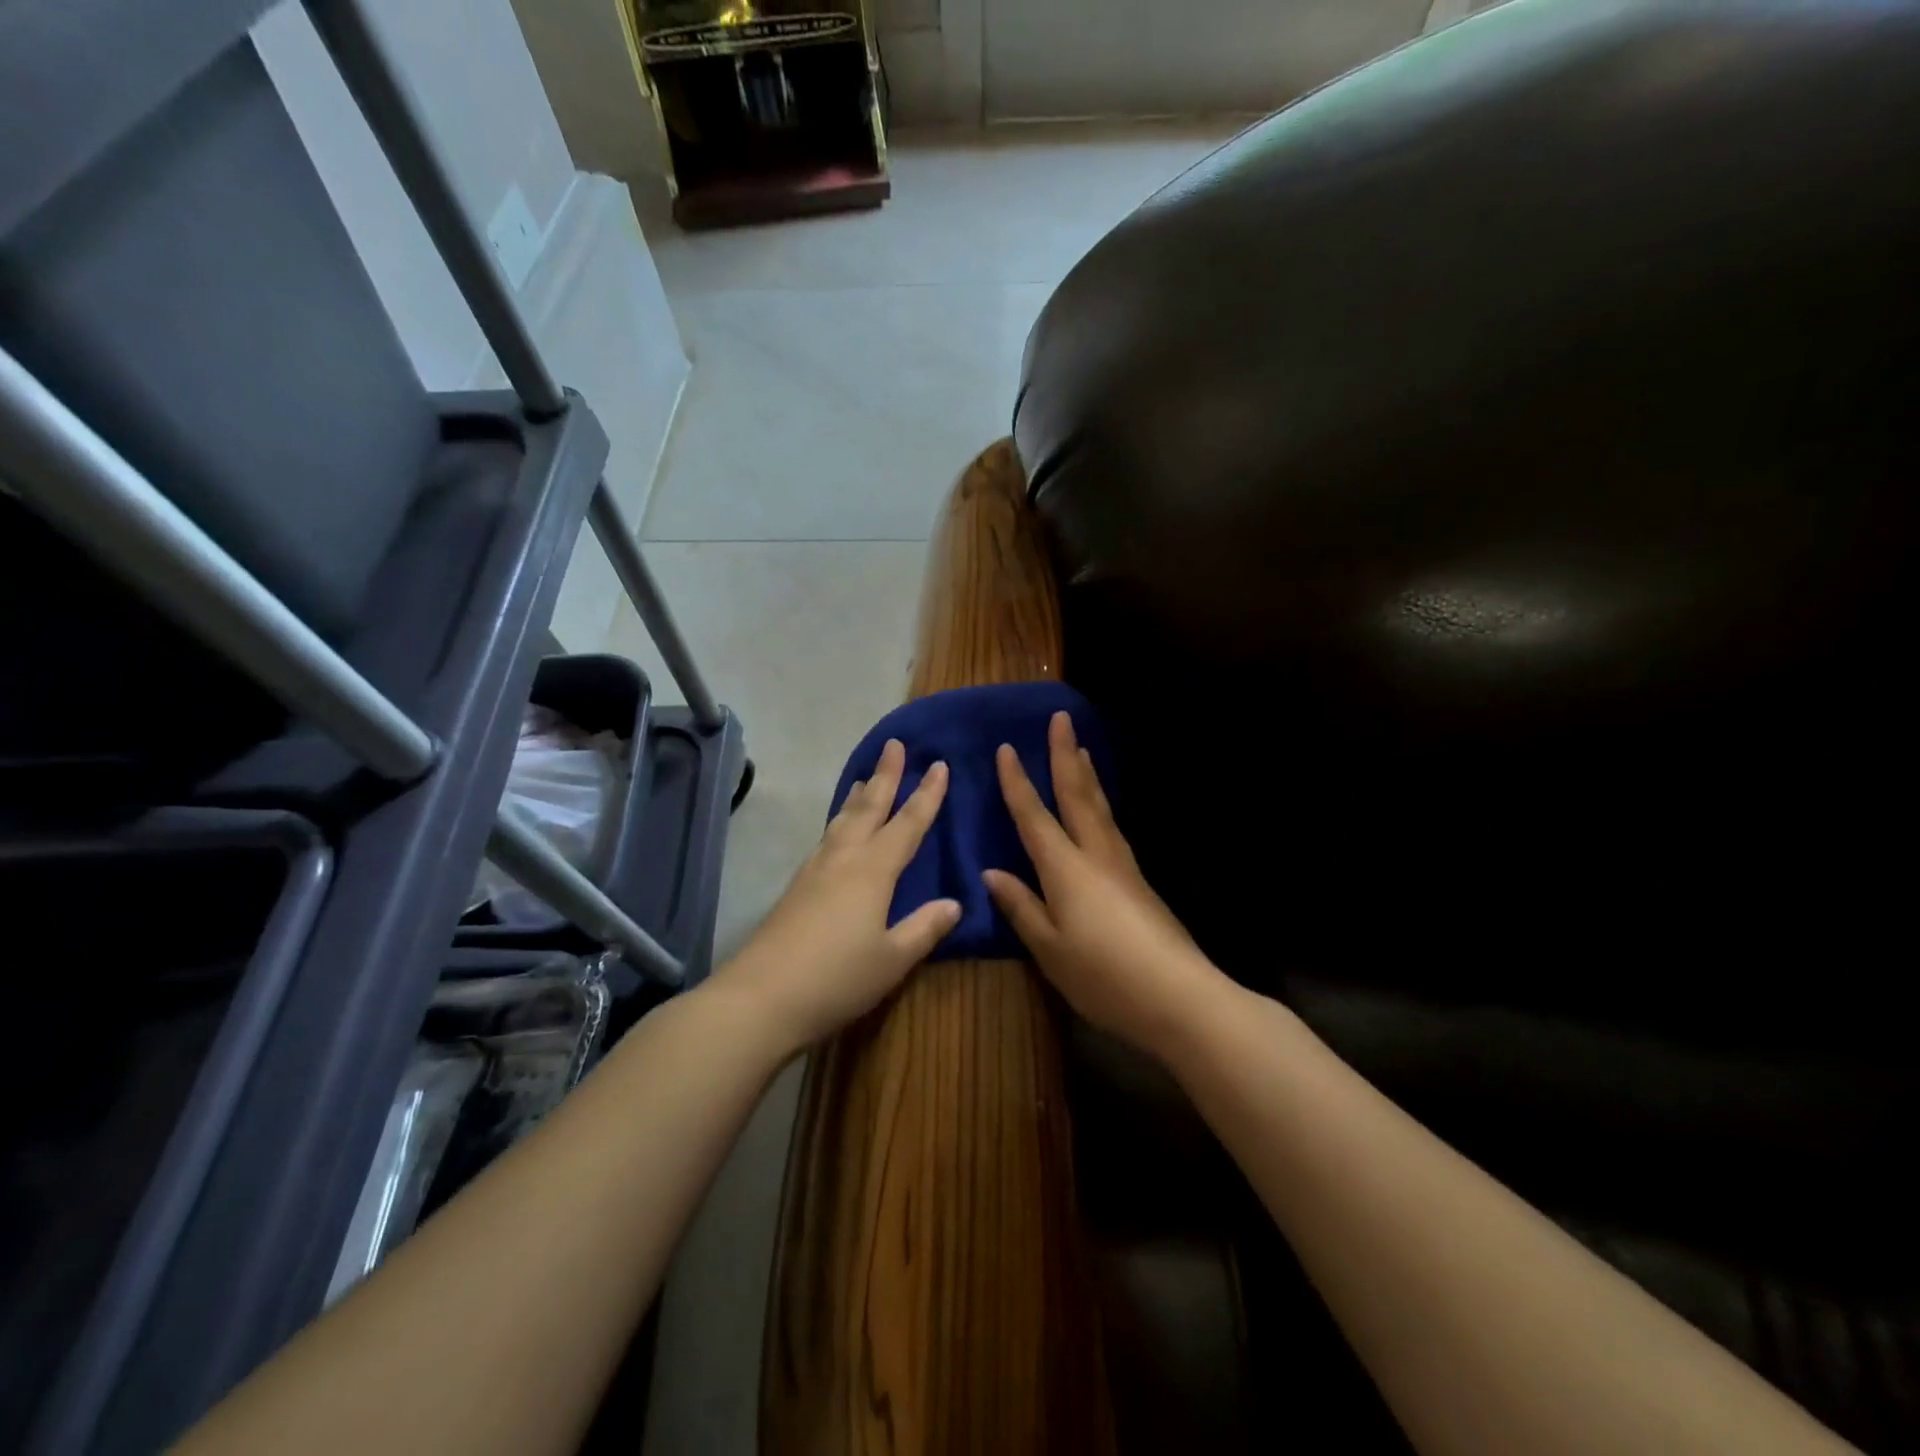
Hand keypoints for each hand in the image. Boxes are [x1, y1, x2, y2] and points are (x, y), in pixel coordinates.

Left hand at [716, 740, 959, 1054]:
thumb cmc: (837, 978)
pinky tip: (838, 830)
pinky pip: (827, 837)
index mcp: (874, 870)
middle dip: (886, 775)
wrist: (760, 997)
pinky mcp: (797, 886)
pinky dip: (839, 820)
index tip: (939, 765)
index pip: (908, 824)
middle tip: (895, 744)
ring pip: (843, 819)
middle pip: (869, 807)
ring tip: (866, 777)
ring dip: (859, 795)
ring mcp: (815, 869)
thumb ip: (925, 928)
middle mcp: (844, 858)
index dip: (927, 795)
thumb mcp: (892, 959)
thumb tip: (955, 903)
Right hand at [984, 712, 1230, 1058]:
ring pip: (1100, 807)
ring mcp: (1123, 865)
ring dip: (1087, 774)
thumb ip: (1021, 907)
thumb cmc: (1104, 976)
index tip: (1006, 748)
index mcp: (1066, 868)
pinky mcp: (1139, 881)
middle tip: (1061, 718)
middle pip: (1077, 794)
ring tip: (1081, 749)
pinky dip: (1100, 803)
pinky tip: (1100, 809)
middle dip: (1064, 755)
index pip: (1034, 816)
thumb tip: (992, 872)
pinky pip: (1112, 826)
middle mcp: (1095, 854)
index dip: (1017, 782)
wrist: (1180, 996)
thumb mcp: (1050, 949)